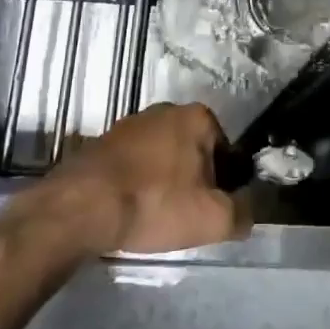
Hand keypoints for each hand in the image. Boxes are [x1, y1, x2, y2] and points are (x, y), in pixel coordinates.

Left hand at [23, 102, 248, 257]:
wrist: (80, 207)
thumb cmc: (155, 204)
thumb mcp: (213, 218)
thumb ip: (243, 213)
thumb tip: (248, 212)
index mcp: (198, 117)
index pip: (227, 153)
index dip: (225, 186)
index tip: (210, 211)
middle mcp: (166, 110)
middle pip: (194, 153)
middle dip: (193, 182)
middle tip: (183, 217)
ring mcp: (131, 123)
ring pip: (163, 159)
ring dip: (164, 183)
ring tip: (153, 217)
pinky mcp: (103, 141)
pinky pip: (134, 165)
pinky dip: (137, 184)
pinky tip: (129, 210)